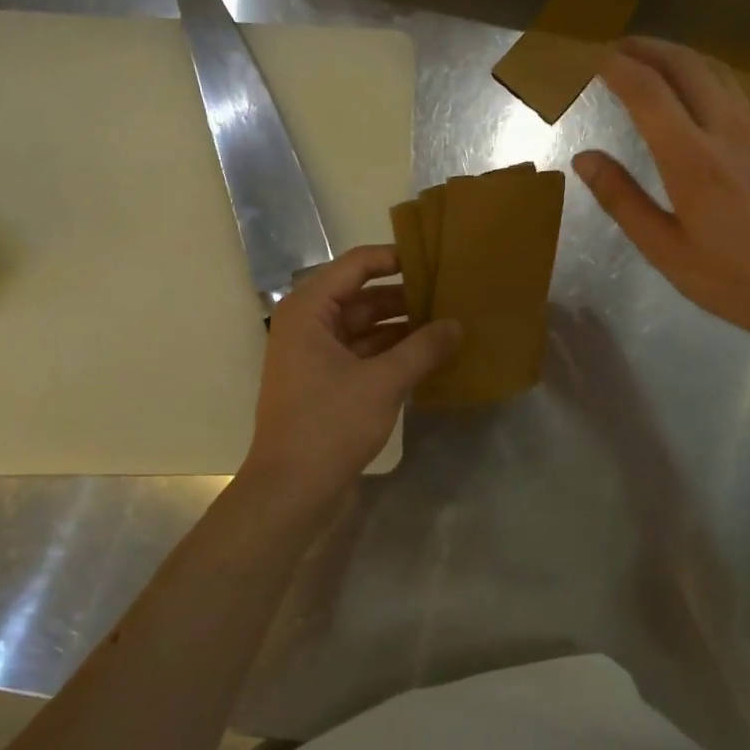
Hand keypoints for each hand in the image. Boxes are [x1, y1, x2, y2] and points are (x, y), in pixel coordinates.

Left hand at [240, 246, 461, 507]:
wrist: (290, 491)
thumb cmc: (329, 425)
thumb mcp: (383, 382)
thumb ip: (424, 348)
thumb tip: (458, 325)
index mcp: (309, 310)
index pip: (356, 265)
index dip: (396, 258)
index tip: (436, 261)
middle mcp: (309, 325)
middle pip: (362, 296)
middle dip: (405, 297)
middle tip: (452, 295)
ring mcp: (316, 356)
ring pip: (365, 327)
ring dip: (402, 327)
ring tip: (448, 325)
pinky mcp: (326, 384)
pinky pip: (364, 354)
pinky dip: (393, 354)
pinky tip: (429, 357)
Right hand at [573, 37, 749, 357]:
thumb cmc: (734, 278)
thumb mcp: (665, 250)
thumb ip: (623, 199)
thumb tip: (585, 159)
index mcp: (692, 158)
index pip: (647, 91)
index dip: (614, 66)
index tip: (587, 55)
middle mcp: (726, 131)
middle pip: (685, 64)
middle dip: (645, 47)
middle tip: (613, 48)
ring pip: (715, 70)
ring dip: (676, 55)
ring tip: (647, 61)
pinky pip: (732, 90)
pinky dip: (701, 75)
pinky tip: (690, 94)